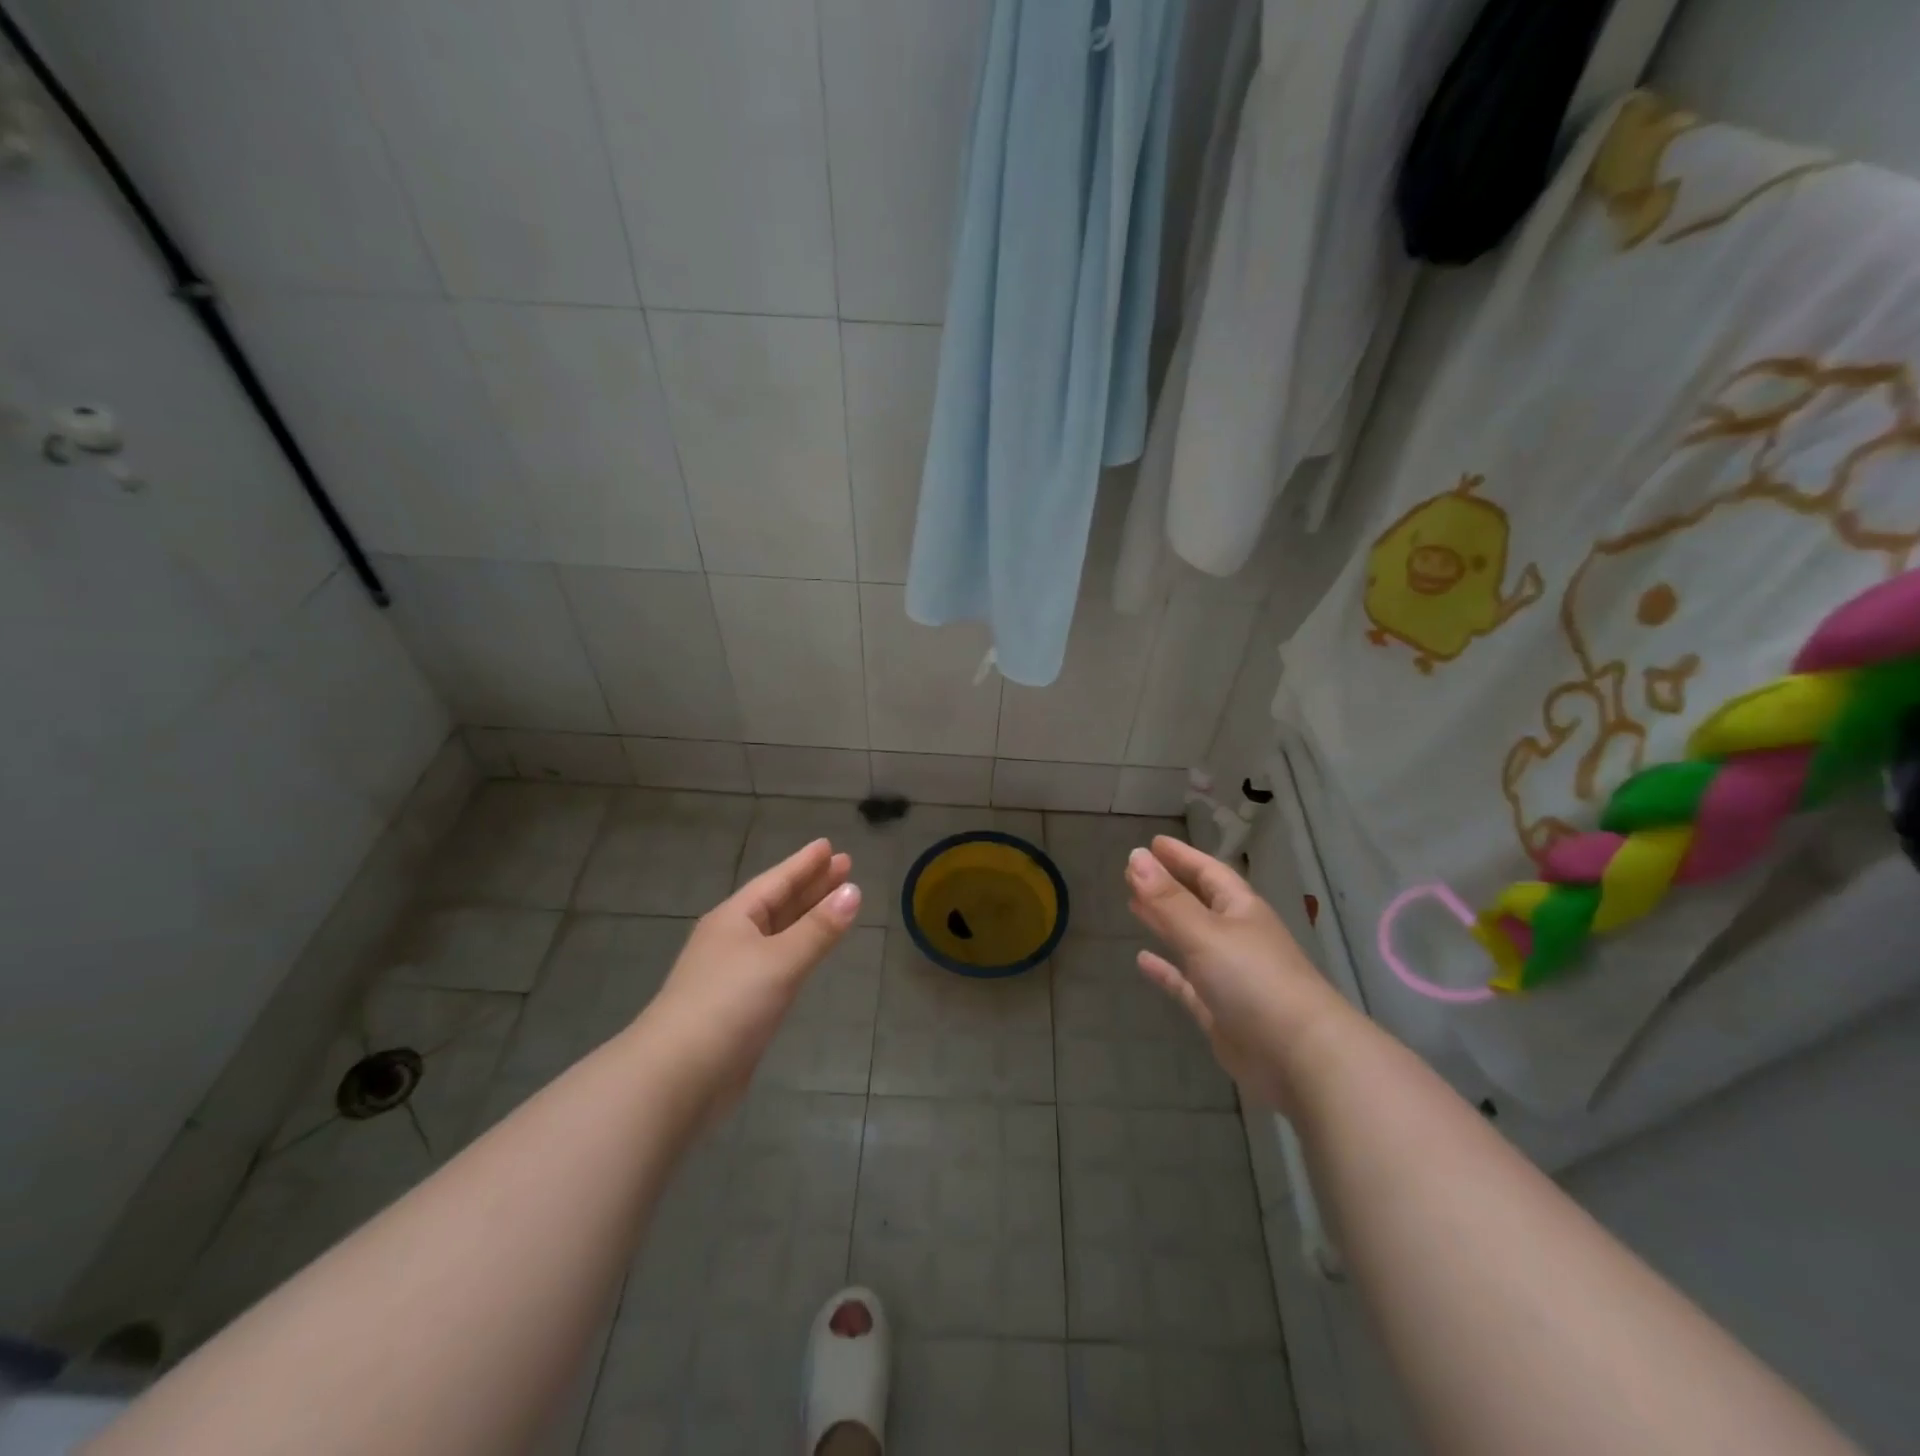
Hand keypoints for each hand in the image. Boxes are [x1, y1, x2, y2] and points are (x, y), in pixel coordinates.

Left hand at [642, 838, 861, 1113]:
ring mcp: (733, 974)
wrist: (677, 1078)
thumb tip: (854, 891)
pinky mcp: (739, 1007)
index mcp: (734, 919)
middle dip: (811, 886)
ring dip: (806, 917)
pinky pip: (777, 964)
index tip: (831, 846)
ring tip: (836, 902)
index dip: (805, 863)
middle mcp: (732, 940)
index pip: (776, 881)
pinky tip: (810, 953)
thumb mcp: (779, 960)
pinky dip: (799, 951)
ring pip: (778, 934)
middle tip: (845, 867)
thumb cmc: (727, 1005)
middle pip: (778, 904)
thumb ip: (819, 928)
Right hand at [1125, 836, 1350, 1111]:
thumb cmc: (1254, 981)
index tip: (1152, 844)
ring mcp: (1230, 977)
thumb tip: (1135, 856)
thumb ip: (1167, 899)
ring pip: (1191, 941)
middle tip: (1133, 873)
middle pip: (1198, 903)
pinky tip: (1142, 960)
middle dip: (1169, 887)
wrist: (1301, 1058)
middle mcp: (1237, 938)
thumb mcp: (1205, 933)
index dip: (1182, 857)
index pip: (1209, 872)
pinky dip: (1166, 970)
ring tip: (1133, 906)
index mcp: (1241, 911)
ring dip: (1164, 923)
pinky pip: (1187, 983)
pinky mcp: (1220, 1012)